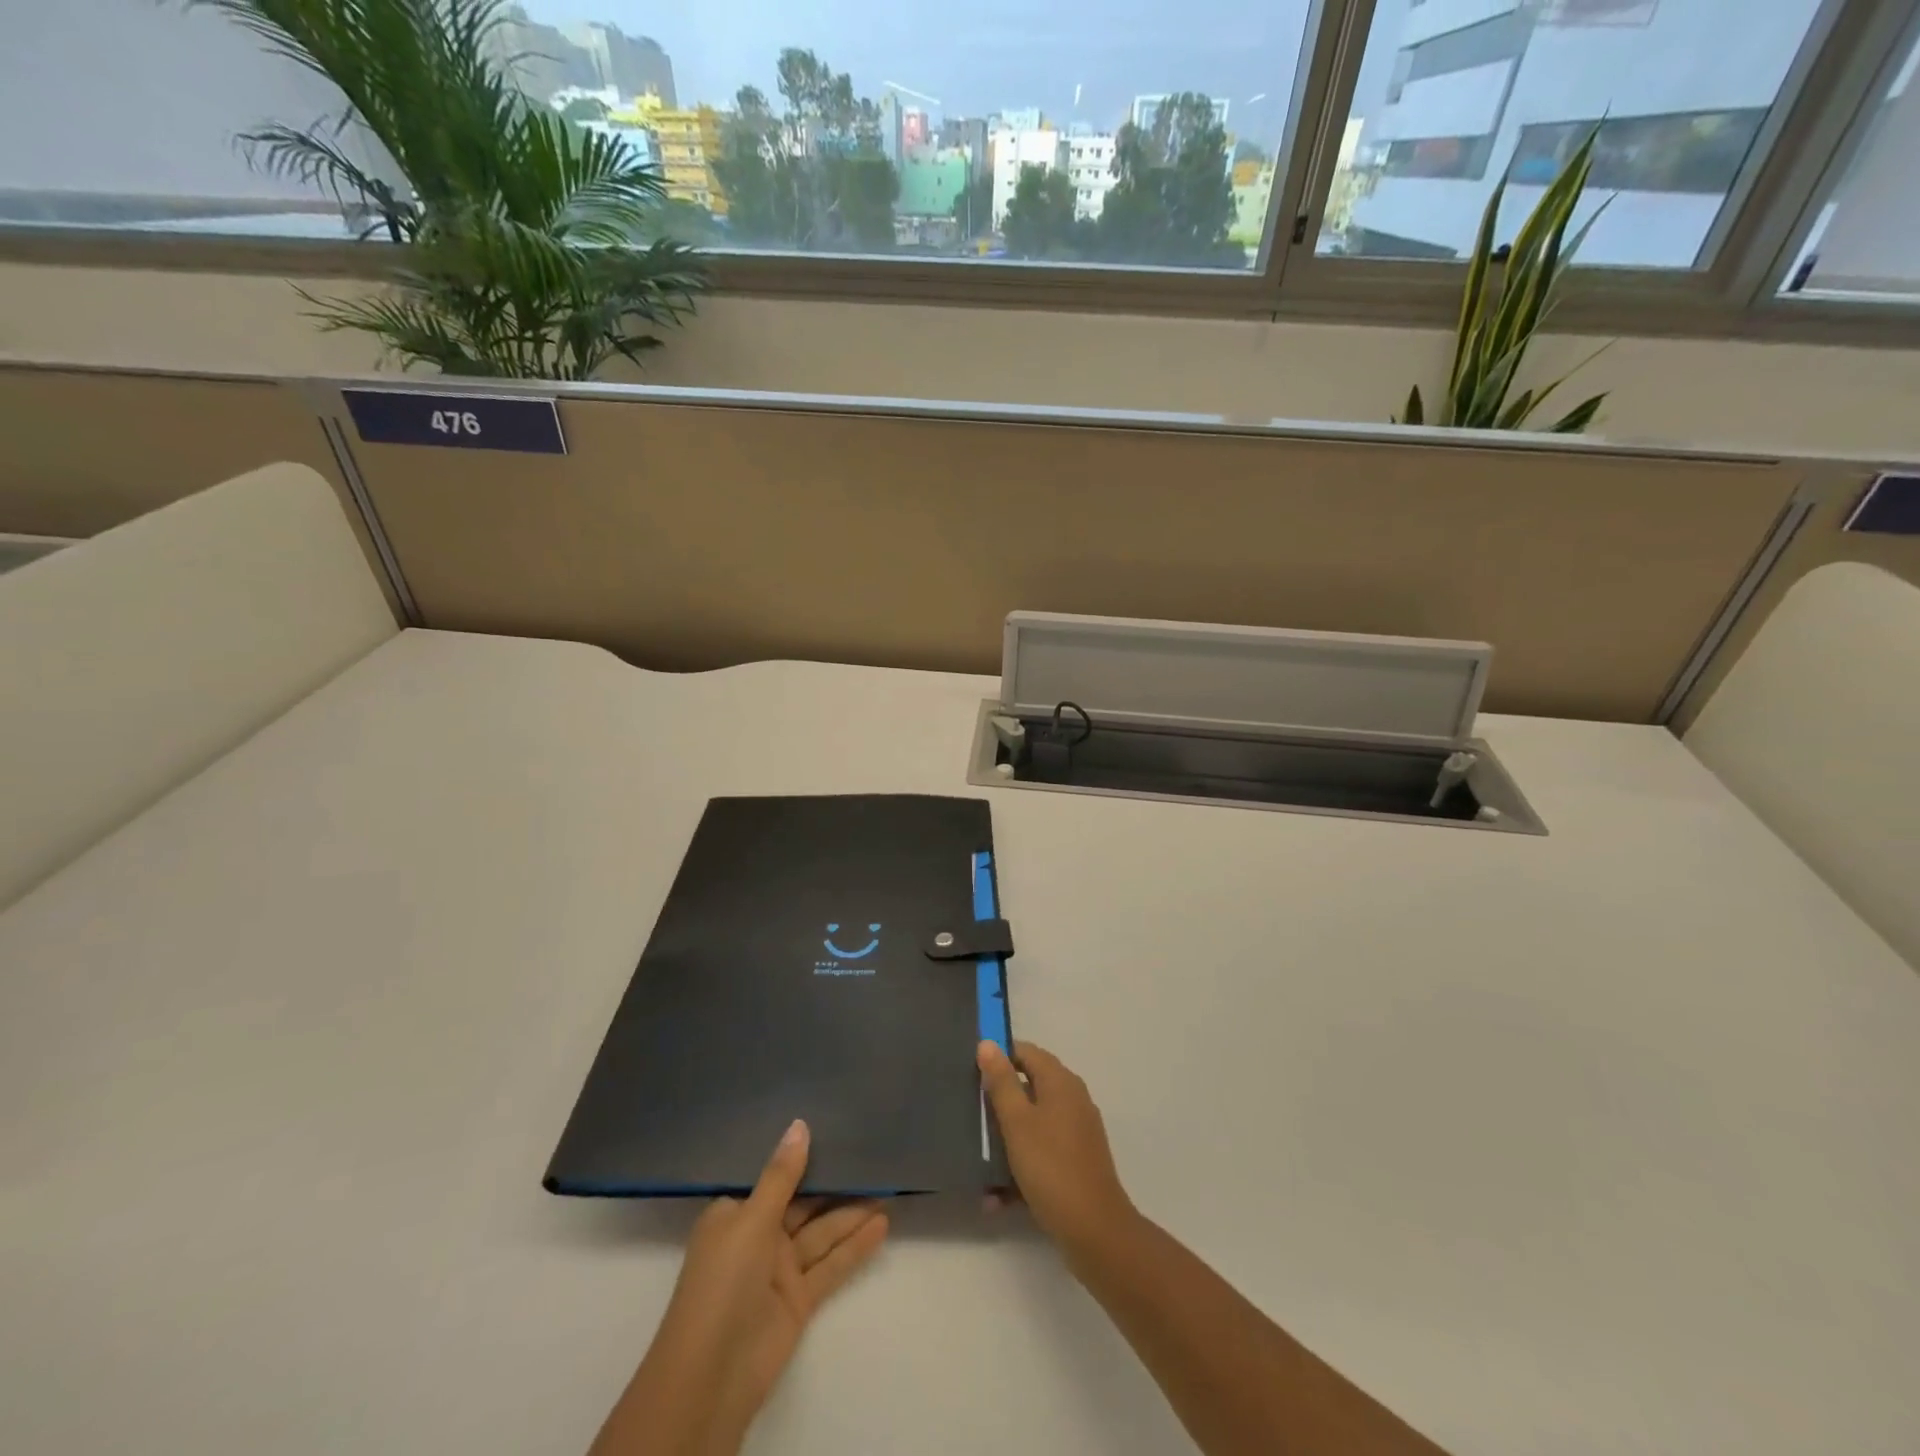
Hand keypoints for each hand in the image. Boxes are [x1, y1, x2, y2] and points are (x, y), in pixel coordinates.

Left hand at [591, 1121, 888, 1455]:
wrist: (711, 1376)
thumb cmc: (722, 1282)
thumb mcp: (751, 1219)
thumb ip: (782, 1175)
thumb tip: (800, 1125)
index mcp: (736, 1214)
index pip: (772, 1176)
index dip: (800, 1155)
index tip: (832, 1125)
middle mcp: (758, 1236)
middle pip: (803, 1203)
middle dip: (834, 1182)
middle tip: (871, 1153)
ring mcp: (779, 1270)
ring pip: (822, 1232)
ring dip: (852, 1212)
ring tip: (887, 1184)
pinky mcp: (799, 1299)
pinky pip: (831, 1264)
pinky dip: (855, 1247)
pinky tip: (882, 1225)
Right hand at [978, 1039, 1138, 1260]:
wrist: (1095, 1231)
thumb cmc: (1051, 1167)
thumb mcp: (1017, 1121)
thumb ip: (1001, 1082)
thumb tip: (988, 1044)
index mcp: (1061, 1082)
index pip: (1026, 1052)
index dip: (999, 1057)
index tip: (971, 1074)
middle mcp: (1073, 1100)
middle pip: (1029, 1087)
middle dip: (999, 1102)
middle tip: (970, 1115)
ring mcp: (1077, 1132)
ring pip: (1033, 1124)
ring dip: (1006, 1141)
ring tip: (979, 1160)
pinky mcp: (1077, 1162)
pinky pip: (1042, 1153)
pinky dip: (1021, 1166)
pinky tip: (997, 1197)